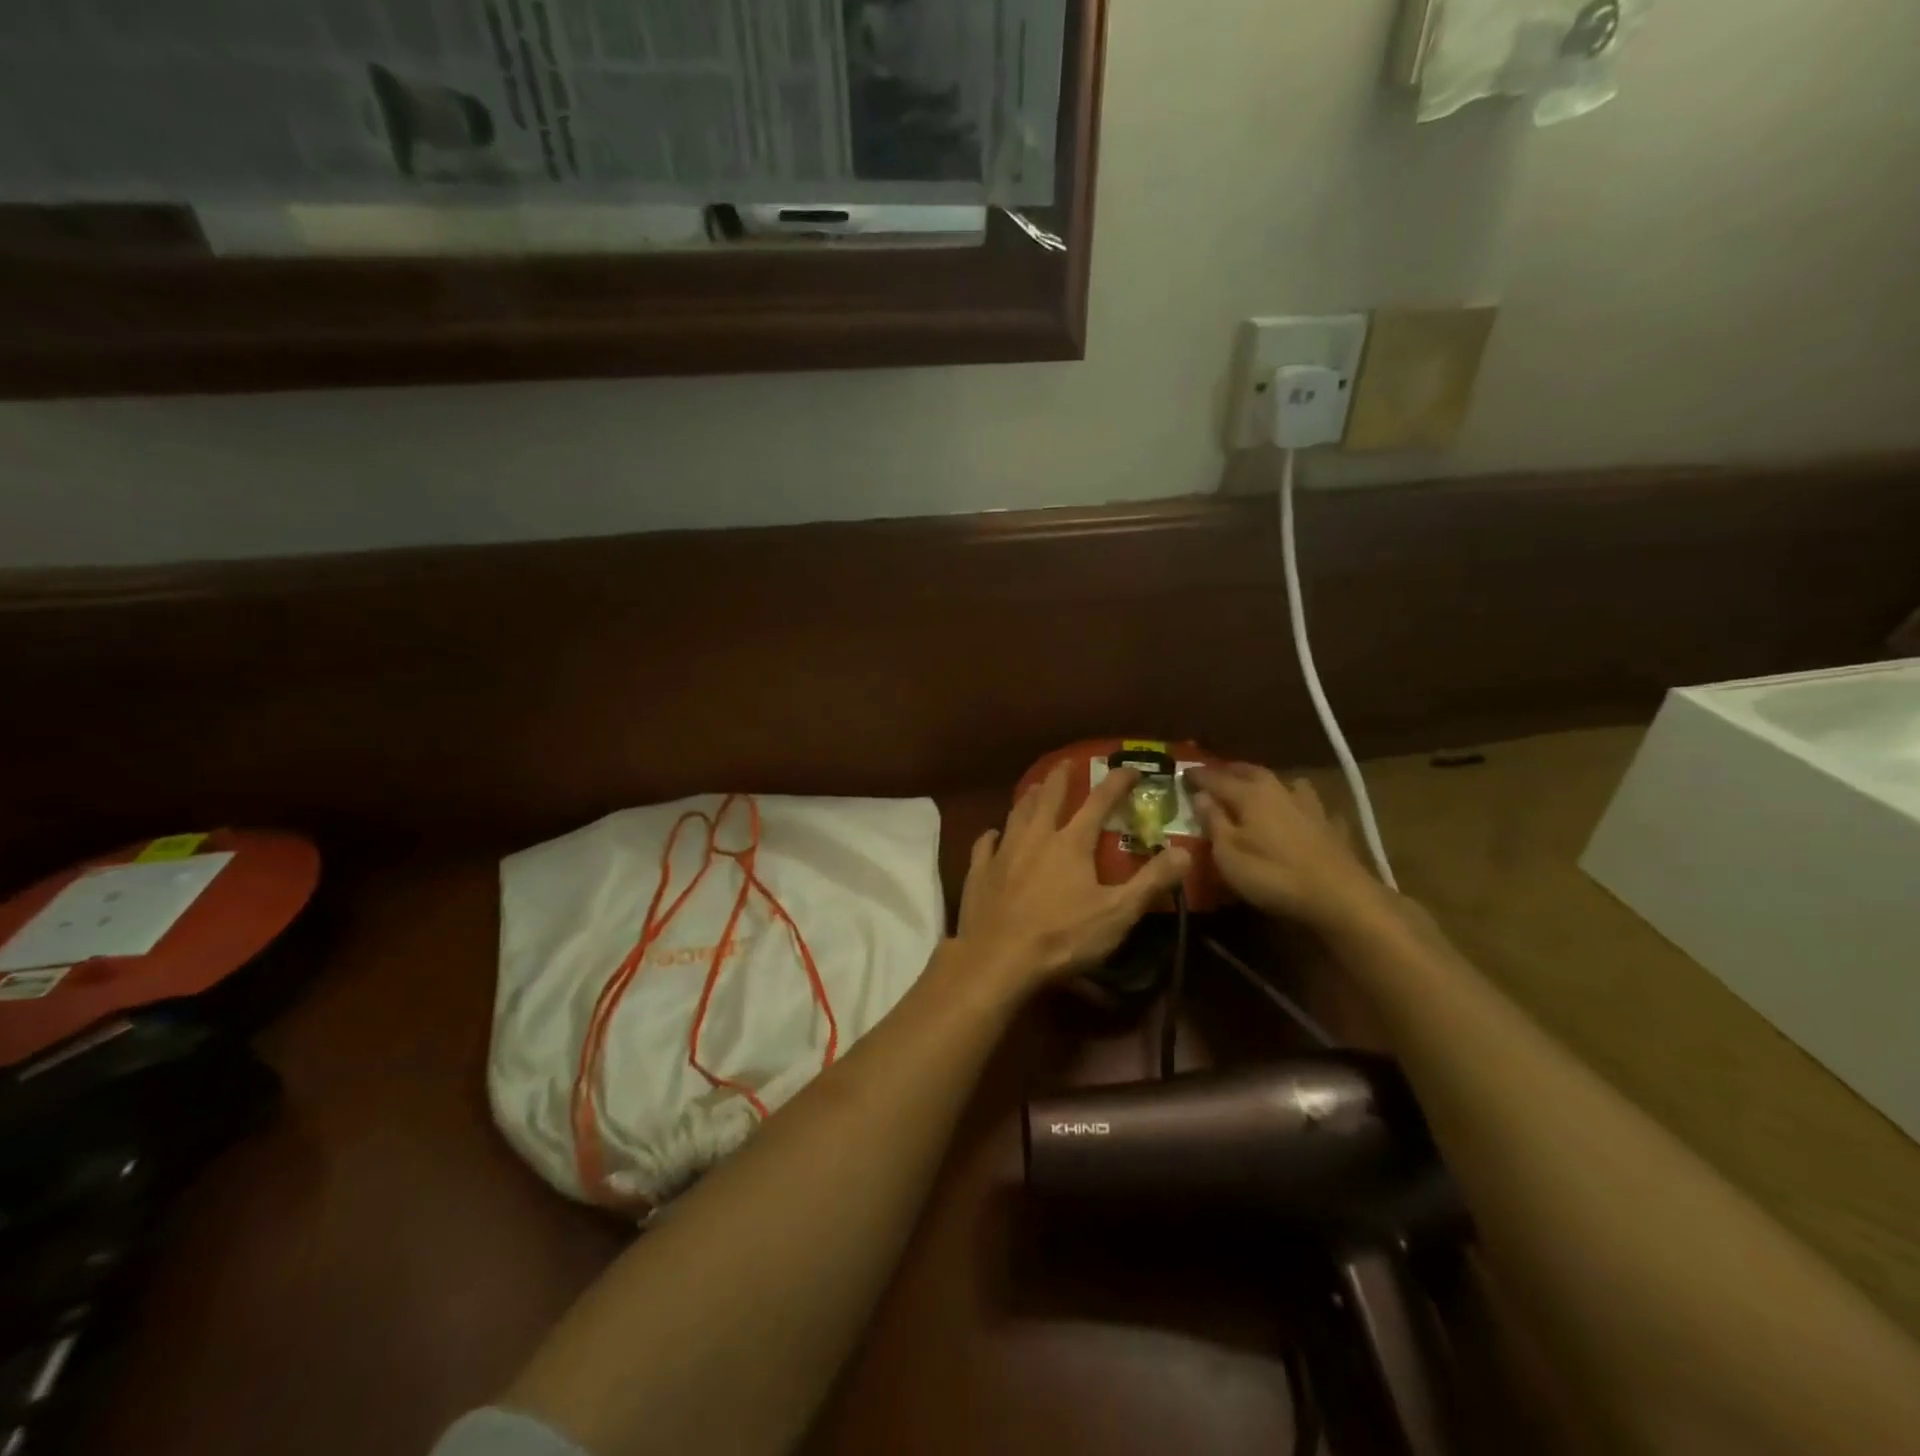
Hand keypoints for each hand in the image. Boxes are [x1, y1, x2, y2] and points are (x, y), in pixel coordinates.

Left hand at [955, 764, 1191, 989]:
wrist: (998, 958)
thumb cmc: (1062, 937)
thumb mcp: (1117, 913)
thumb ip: (1151, 882)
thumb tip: (1185, 852)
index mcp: (1071, 843)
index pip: (1099, 802)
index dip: (1117, 782)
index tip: (1131, 768)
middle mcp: (1036, 837)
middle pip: (1049, 797)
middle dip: (1061, 777)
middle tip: (1067, 763)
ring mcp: (1003, 852)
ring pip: (1016, 813)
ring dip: (1029, 798)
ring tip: (1035, 788)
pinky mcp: (979, 871)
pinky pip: (985, 844)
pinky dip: (992, 835)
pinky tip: (993, 834)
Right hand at [1187, 764, 1388, 933]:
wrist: (1339, 897)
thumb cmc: (1273, 875)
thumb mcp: (1228, 854)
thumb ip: (1214, 822)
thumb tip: (1201, 795)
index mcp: (1250, 795)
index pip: (1217, 778)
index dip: (1198, 776)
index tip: (1183, 772)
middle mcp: (1279, 791)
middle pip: (1251, 772)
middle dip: (1231, 771)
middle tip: (1216, 773)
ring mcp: (1310, 806)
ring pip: (1286, 782)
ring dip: (1269, 782)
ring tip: (1260, 789)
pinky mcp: (1331, 826)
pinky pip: (1312, 807)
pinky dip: (1301, 806)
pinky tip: (1302, 816)